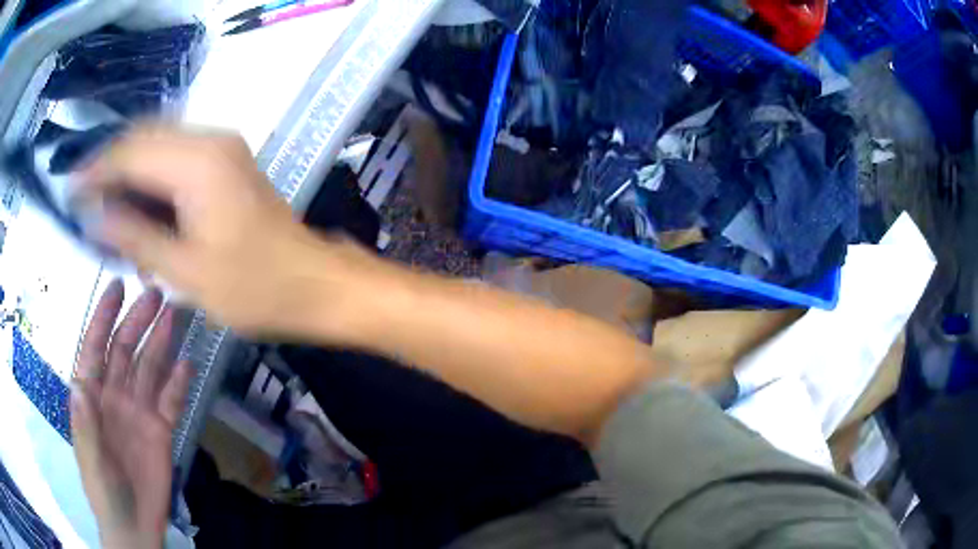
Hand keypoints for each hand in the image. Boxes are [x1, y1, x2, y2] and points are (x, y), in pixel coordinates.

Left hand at [71, 280, 192, 548]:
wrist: (134, 526)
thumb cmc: (103, 490)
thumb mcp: (90, 459)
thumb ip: (84, 423)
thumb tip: (78, 383)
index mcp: (92, 397)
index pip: (95, 348)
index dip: (103, 317)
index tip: (117, 287)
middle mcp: (114, 396)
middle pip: (125, 350)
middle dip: (137, 321)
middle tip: (155, 294)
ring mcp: (139, 412)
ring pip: (149, 369)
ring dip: (159, 342)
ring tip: (173, 316)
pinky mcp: (161, 430)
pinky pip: (171, 401)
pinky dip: (178, 383)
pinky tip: (187, 365)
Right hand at [76, 124, 372, 336]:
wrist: (315, 284)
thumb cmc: (255, 288)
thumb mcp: (186, 272)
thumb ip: (135, 238)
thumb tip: (94, 217)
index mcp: (197, 162)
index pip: (131, 152)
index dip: (96, 170)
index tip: (70, 191)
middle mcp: (210, 140)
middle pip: (144, 140)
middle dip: (110, 170)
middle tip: (87, 205)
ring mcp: (221, 148)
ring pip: (158, 148)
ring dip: (130, 176)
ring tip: (109, 216)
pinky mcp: (226, 163)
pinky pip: (175, 161)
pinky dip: (151, 182)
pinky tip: (140, 215)